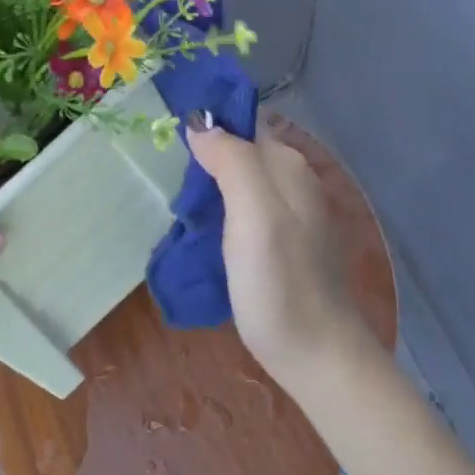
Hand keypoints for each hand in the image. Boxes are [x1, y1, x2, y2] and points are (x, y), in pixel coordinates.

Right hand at [188, 123, 379, 401]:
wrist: (315, 354)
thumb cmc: (280, 283)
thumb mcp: (255, 215)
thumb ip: (232, 161)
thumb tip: (201, 122)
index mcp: (288, 167)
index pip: (245, 122)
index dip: (209, 120)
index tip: (164, 130)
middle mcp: (293, 183)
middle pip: (241, 150)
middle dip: (204, 152)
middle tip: (159, 168)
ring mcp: (290, 216)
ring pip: (240, 182)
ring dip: (208, 183)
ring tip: (171, 196)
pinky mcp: (281, 246)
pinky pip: (243, 211)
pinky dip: (219, 211)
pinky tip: (198, 228)